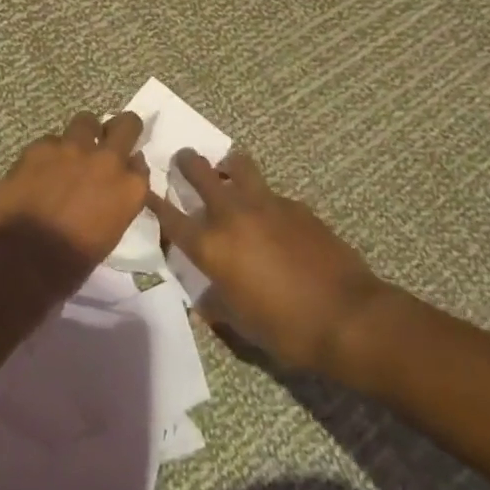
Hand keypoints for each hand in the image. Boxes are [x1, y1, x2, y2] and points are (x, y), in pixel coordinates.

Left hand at [0, 111, 150, 302]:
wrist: (20, 263)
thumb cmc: (69, 265)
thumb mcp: (107, 235)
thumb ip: (115, 202)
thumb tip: (110, 188)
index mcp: (130, 189)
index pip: (140, 163)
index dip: (130, 164)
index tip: (122, 170)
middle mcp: (108, 161)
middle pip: (127, 124)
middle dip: (121, 129)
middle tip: (108, 140)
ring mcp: (73, 149)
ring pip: (86, 121)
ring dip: (82, 134)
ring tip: (69, 152)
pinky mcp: (40, 147)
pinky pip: (50, 140)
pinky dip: (48, 152)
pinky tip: (37, 170)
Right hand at [146, 150, 385, 373]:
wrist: (346, 315)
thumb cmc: (286, 329)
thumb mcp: (242, 325)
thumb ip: (217, 305)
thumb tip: (206, 301)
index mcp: (211, 247)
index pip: (170, 217)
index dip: (153, 201)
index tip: (143, 187)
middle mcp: (231, 215)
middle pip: (199, 172)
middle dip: (186, 163)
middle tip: (183, 160)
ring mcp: (265, 204)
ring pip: (238, 165)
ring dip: (227, 165)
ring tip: (228, 170)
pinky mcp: (295, 204)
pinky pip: (270, 191)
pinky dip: (262, 197)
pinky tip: (271, 215)